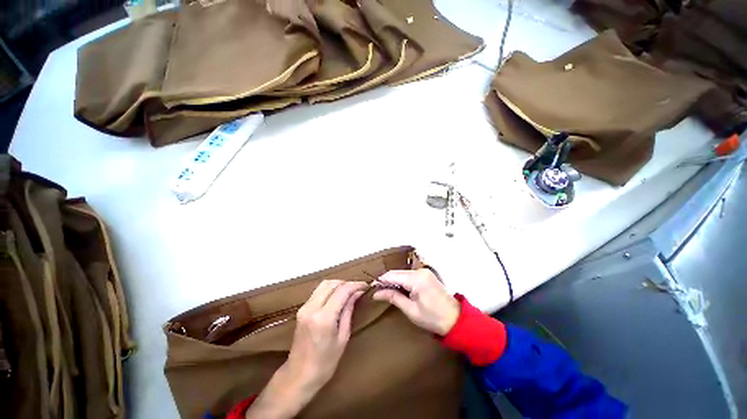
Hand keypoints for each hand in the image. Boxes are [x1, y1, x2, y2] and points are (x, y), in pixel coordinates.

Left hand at [246, 280, 366, 418]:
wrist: (298, 376)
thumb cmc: (325, 363)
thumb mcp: (343, 338)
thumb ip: (348, 311)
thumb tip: (357, 293)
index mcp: (323, 318)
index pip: (342, 290)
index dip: (356, 285)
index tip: (366, 286)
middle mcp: (312, 308)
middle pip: (332, 283)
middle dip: (347, 283)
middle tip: (358, 289)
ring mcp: (304, 307)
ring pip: (324, 284)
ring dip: (338, 284)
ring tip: (349, 291)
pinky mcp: (301, 309)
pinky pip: (318, 291)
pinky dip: (330, 289)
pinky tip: (337, 296)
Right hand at [372, 269, 459, 335]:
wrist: (456, 320)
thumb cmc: (432, 318)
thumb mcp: (411, 310)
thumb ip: (393, 297)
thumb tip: (376, 293)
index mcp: (416, 279)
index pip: (393, 275)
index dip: (381, 281)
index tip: (371, 288)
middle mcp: (420, 271)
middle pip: (397, 273)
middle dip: (387, 281)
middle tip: (378, 292)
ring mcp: (424, 272)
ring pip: (403, 273)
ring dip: (394, 281)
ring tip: (387, 292)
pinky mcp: (427, 275)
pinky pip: (410, 275)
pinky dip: (403, 281)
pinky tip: (399, 289)